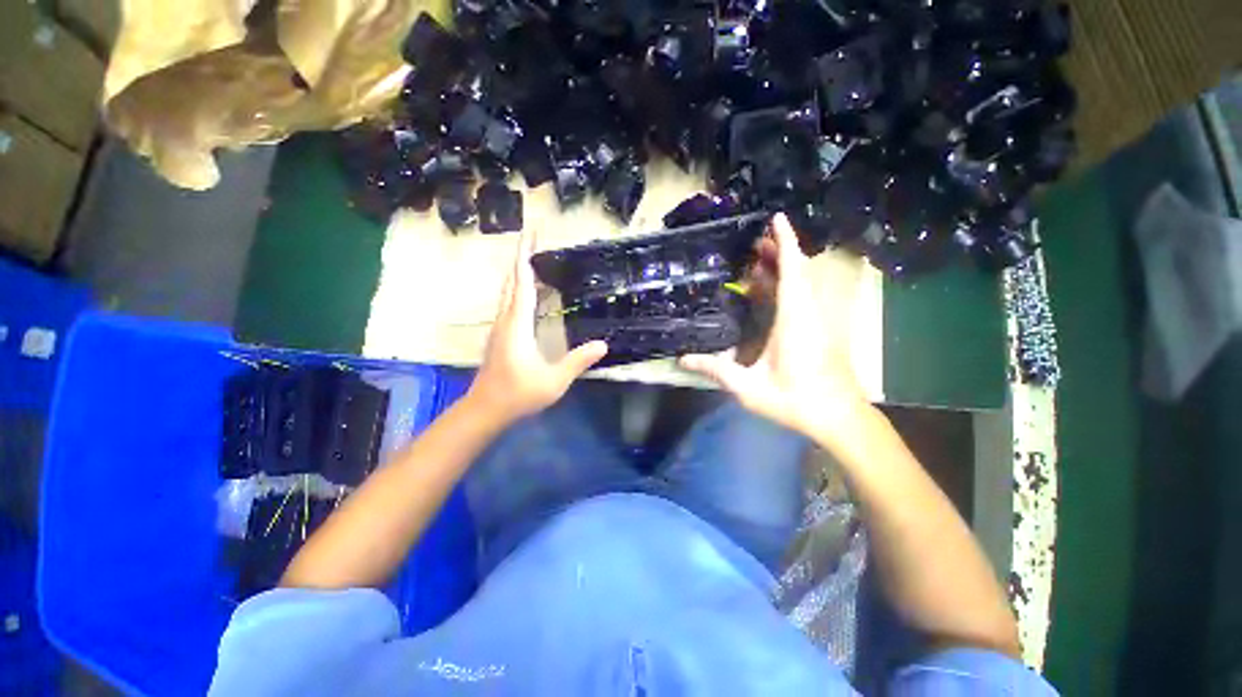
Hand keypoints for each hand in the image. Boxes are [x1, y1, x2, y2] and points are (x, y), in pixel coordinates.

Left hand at [467, 230, 607, 423]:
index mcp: (517, 324)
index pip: (522, 283)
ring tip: (533, 260)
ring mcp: (500, 328)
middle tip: (534, 239)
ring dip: (518, 273)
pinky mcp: (500, 336)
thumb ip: (578, 361)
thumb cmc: (519, 394)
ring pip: (507, 292)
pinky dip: (518, 290)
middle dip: (521, 258)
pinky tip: (528, 295)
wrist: (485, 409)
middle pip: (511, 282)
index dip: (526, 257)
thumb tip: (603, 344)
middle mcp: (506, 320)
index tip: (530, 233)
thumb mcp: (554, 380)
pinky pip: (509, 304)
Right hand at [680, 213, 868, 440]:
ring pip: (801, 283)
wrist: (839, 418)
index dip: (785, 242)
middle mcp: (809, 312)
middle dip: (778, 251)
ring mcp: (817, 320)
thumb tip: (682, 359)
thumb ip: (716, 370)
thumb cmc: (796, 400)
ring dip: (781, 268)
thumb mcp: (749, 387)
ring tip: (755, 260)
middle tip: (752, 242)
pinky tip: (765, 292)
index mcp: (795, 319)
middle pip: (797, 271)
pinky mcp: (819, 329)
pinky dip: (785, 287)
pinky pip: (802, 297)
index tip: (776, 218)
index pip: (793, 270)